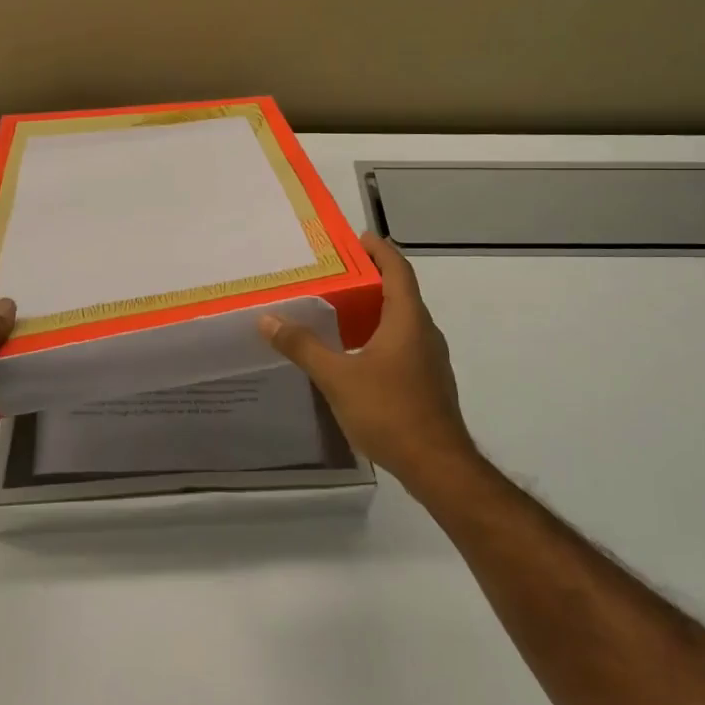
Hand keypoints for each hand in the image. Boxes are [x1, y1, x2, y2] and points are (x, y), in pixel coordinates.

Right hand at [258, 232, 482, 497]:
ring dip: (376, 310)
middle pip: (401, 293)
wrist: (437, 465)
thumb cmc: (389, 410)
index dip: (380, 250)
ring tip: (341, 311)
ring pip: (403, 321)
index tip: (358, 238)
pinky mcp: (429, 382)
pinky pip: (404, 344)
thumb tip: (268, 319)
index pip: (398, 269)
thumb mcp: (337, 377)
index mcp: (408, 320)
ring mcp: (431, 359)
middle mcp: (425, 332)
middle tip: (337, 274)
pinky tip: (357, 354)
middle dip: (372, 279)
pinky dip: (381, 336)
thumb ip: (303, 346)